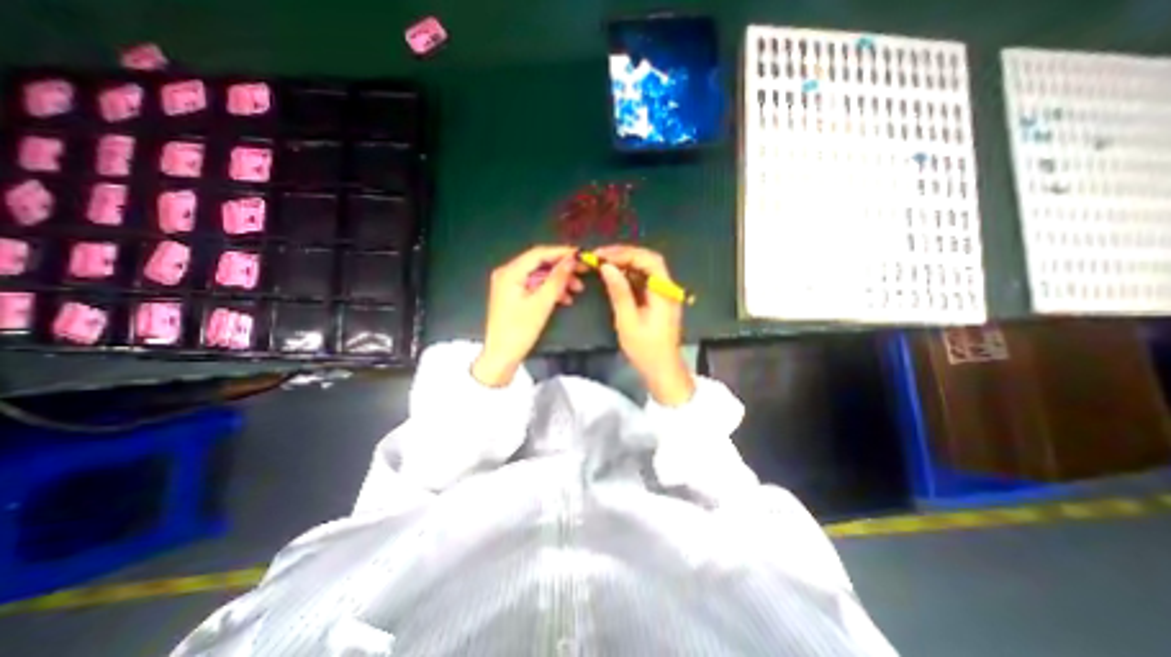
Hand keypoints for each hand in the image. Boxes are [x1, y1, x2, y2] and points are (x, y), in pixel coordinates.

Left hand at [470, 246, 583, 388]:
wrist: (502, 356)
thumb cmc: (519, 330)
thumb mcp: (542, 303)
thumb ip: (557, 279)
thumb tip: (572, 260)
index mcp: (510, 272)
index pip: (539, 253)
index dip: (561, 252)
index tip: (582, 254)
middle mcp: (508, 273)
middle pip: (539, 263)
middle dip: (562, 268)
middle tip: (584, 271)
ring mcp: (510, 285)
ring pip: (539, 276)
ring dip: (558, 280)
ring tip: (578, 288)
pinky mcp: (514, 295)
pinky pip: (535, 286)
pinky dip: (550, 290)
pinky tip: (565, 298)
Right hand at [599, 243, 686, 402]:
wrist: (662, 370)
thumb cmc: (646, 349)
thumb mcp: (628, 321)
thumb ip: (619, 292)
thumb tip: (606, 267)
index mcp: (664, 292)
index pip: (648, 260)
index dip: (625, 253)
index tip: (602, 255)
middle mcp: (667, 288)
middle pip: (649, 260)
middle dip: (625, 255)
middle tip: (600, 256)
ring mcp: (664, 294)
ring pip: (646, 269)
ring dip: (626, 263)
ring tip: (604, 263)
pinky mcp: (658, 300)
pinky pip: (644, 280)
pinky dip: (629, 275)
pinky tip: (615, 276)